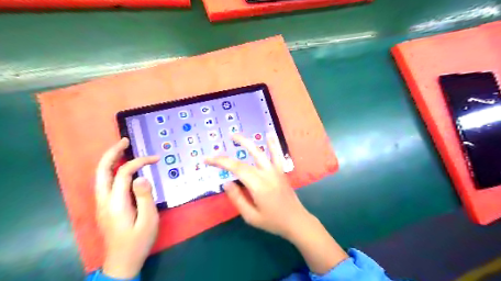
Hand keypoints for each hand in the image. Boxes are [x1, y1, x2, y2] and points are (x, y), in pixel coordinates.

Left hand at [95, 139, 158, 278]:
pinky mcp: (105, 207)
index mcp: (115, 203)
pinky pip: (105, 182)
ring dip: (110, 160)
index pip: (124, 173)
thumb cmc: (138, 241)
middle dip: (112, 153)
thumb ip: (145, 197)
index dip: (139, 162)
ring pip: (101, 176)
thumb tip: (142, 177)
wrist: (122, 262)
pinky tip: (122, 168)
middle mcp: (104, 200)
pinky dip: (112, 170)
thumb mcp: (148, 220)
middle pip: (102, 170)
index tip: (156, 159)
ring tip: (123, 149)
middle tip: (125, 141)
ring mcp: (102, 204)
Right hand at [205, 134, 311, 238]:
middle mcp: (266, 174)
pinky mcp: (281, 171)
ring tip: (236, 136)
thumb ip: (237, 198)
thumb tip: (227, 183)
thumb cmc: (272, 221)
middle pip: (246, 159)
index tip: (207, 159)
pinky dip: (273, 144)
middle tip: (216, 148)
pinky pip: (277, 155)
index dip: (220, 162)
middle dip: (230, 151)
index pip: (236, 168)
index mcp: (258, 185)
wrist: (296, 221)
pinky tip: (269, 135)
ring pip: (260, 152)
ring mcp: (275, 171)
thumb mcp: (251, 216)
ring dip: (248, 143)